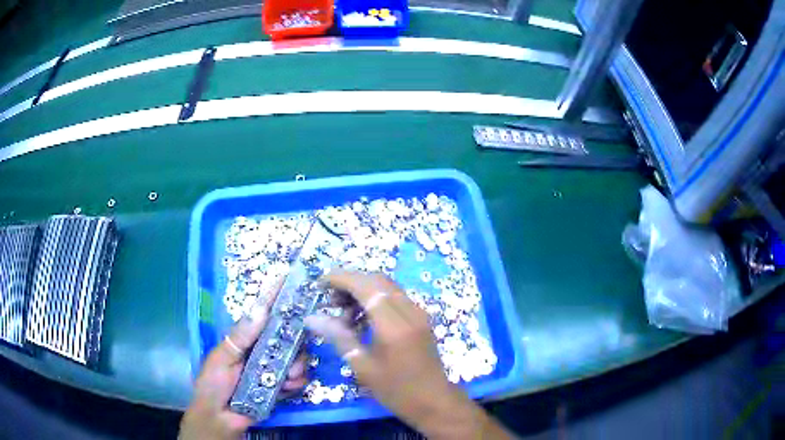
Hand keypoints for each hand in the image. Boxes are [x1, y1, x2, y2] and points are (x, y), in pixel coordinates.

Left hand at [180, 280, 307, 439]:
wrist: (220, 417)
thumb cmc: (214, 383)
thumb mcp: (222, 357)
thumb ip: (240, 336)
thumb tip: (260, 308)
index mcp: (246, 339)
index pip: (263, 315)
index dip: (274, 299)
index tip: (287, 280)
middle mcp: (263, 351)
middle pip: (288, 337)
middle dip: (296, 344)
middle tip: (292, 356)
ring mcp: (273, 369)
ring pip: (297, 358)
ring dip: (297, 367)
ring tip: (288, 378)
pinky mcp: (281, 387)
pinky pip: (298, 380)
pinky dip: (297, 383)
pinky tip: (288, 388)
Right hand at [305, 270, 512, 439]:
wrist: (434, 401)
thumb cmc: (397, 390)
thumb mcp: (363, 367)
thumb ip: (339, 337)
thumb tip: (312, 318)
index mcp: (393, 325)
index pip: (366, 286)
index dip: (341, 279)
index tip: (320, 283)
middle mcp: (409, 311)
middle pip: (377, 280)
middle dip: (350, 283)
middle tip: (330, 300)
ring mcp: (418, 313)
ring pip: (387, 287)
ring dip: (363, 291)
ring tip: (343, 313)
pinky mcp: (421, 318)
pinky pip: (396, 298)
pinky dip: (376, 299)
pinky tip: (363, 319)